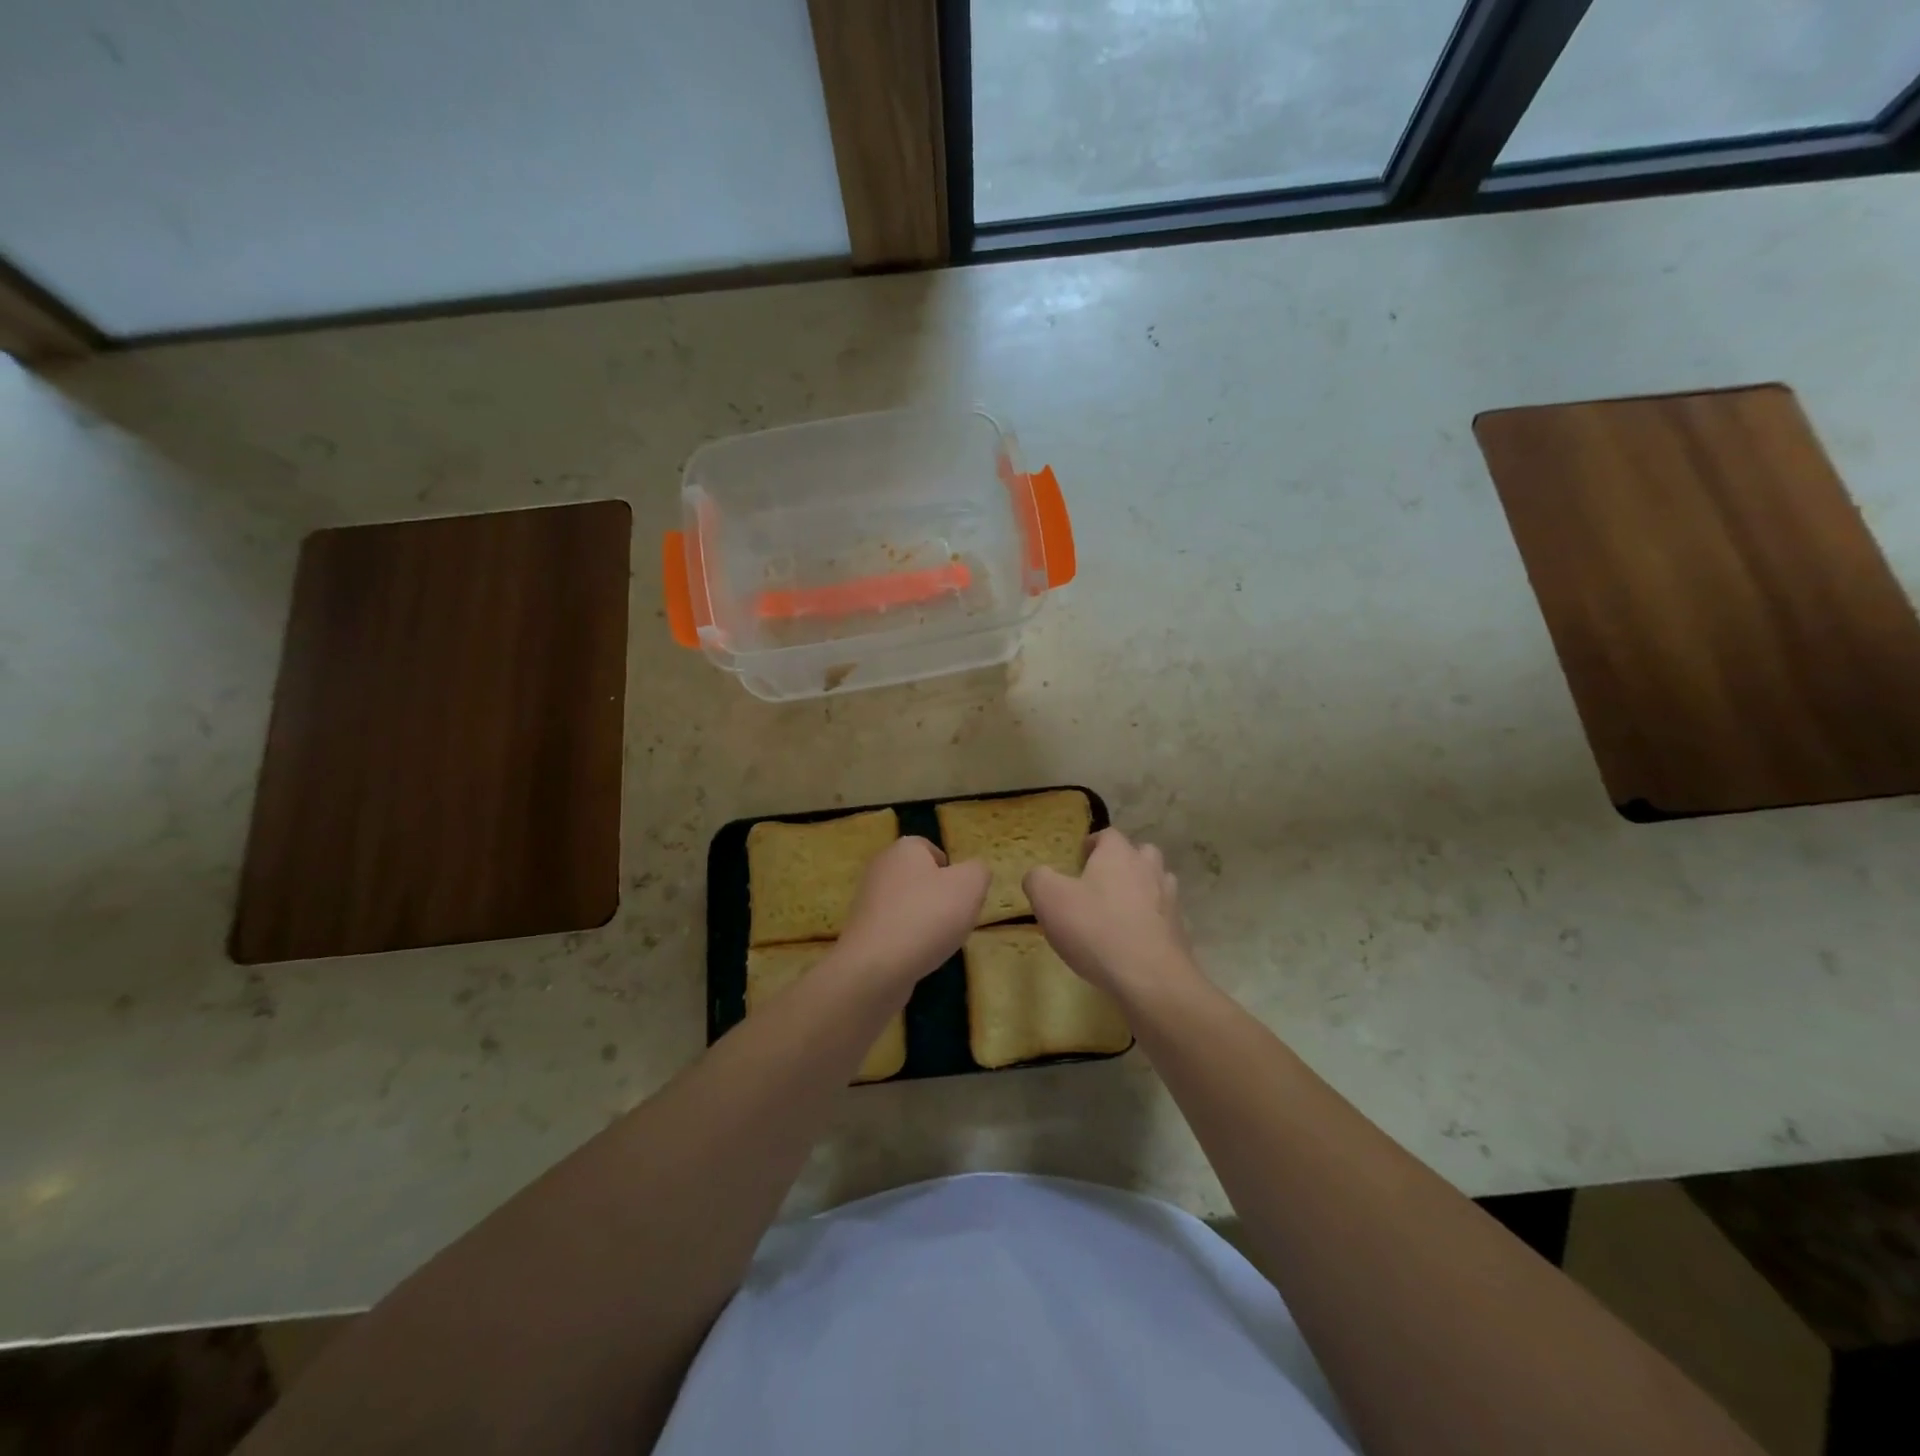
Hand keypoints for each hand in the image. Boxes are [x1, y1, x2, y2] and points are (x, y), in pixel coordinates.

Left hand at [836, 837, 988, 989]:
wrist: (877, 966)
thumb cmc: (928, 915)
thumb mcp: (970, 885)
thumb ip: (978, 871)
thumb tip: (973, 872)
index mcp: (904, 849)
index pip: (930, 849)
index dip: (951, 869)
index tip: (963, 893)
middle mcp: (881, 868)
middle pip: (919, 878)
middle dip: (939, 896)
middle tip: (957, 917)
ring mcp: (867, 901)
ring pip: (907, 905)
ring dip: (925, 920)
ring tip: (940, 941)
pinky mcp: (862, 931)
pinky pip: (895, 929)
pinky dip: (909, 940)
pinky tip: (919, 956)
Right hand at [1024, 828, 1202, 1003]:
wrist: (1149, 977)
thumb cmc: (1095, 928)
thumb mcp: (1049, 899)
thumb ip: (1038, 879)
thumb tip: (1038, 875)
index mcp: (1118, 854)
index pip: (1108, 835)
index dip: (1093, 843)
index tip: (1079, 859)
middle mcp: (1148, 869)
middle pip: (1140, 853)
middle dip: (1122, 862)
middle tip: (1100, 882)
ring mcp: (1169, 900)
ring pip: (1157, 882)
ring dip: (1141, 890)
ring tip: (1118, 910)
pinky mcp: (1179, 931)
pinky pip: (1162, 916)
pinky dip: (1149, 921)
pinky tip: (1132, 940)